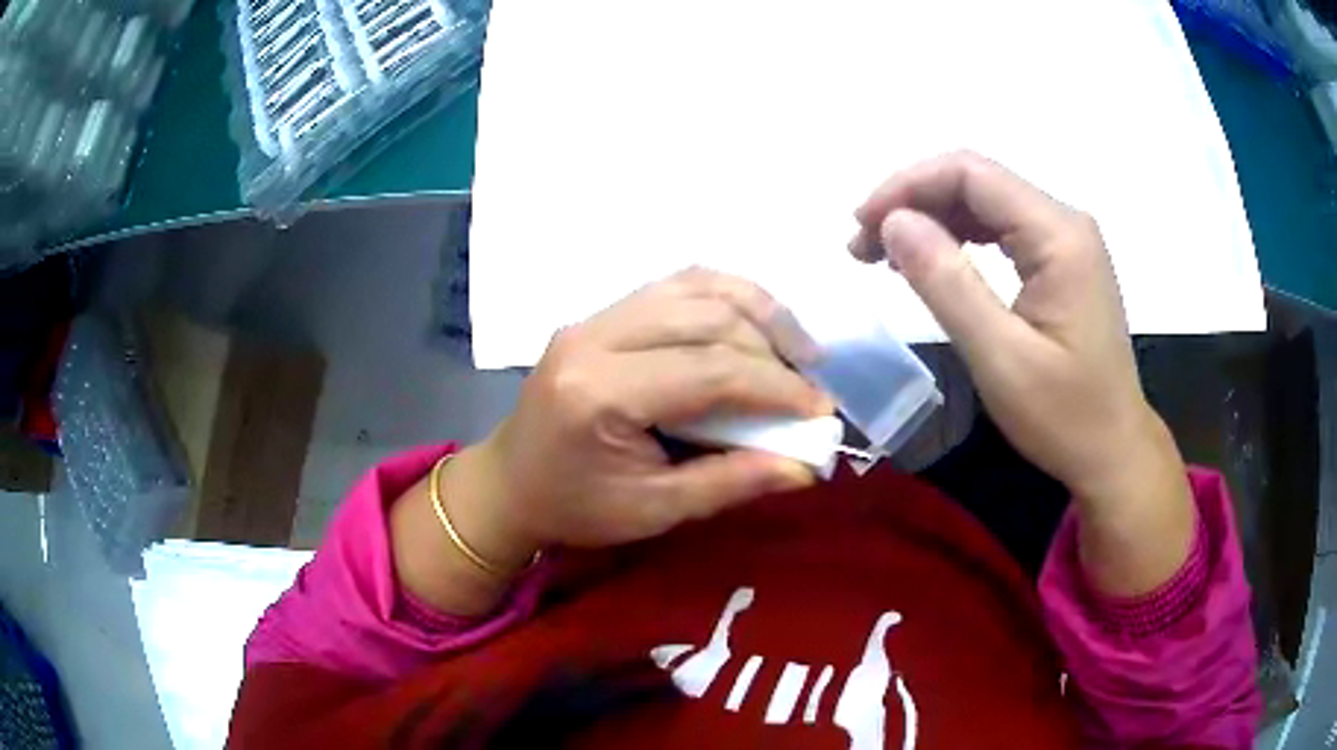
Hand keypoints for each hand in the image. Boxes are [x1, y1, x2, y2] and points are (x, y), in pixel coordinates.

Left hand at [457, 267, 829, 564]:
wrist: (511, 483)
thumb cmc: (576, 507)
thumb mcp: (655, 511)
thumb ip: (731, 482)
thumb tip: (807, 464)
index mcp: (599, 393)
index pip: (708, 370)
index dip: (775, 387)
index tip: (820, 410)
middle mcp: (593, 337)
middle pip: (706, 316)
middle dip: (772, 347)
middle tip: (809, 384)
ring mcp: (593, 317)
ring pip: (694, 286)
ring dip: (756, 310)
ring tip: (795, 347)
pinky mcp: (600, 314)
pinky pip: (675, 286)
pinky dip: (725, 298)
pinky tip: (753, 325)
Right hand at [849, 151, 1192, 594]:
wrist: (1113, 451)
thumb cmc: (1065, 416)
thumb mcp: (1000, 358)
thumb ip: (946, 284)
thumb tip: (892, 222)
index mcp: (1058, 235)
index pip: (970, 173)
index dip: (906, 187)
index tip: (861, 227)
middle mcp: (1064, 221)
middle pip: (976, 180)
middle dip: (913, 201)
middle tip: (862, 247)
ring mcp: (1066, 239)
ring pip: (984, 202)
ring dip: (930, 218)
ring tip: (883, 255)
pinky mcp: (1062, 260)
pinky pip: (1000, 228)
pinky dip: (958, 237)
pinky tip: (930, 261)